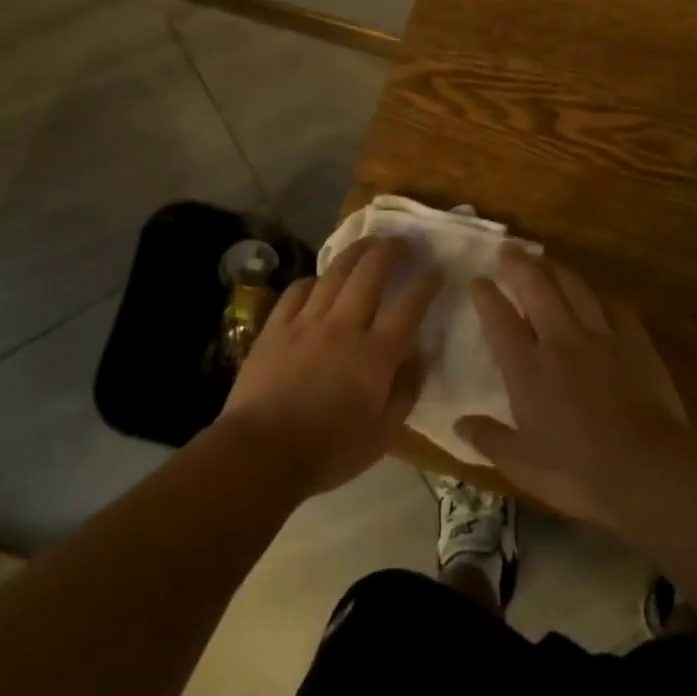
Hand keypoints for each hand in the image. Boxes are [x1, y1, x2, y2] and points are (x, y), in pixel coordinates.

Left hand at [219, 236, 441, 496]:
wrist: (261, 453)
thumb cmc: (329, 451)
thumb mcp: (383, 434)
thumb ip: (407, 390)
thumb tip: (422, 356)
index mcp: (375, 354)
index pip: (409, 306)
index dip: (426, 283)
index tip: (435, 270)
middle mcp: (344, 327)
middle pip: (371, 273)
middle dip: (391, 251)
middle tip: (402, 242)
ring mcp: (307, 323)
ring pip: (335, 273)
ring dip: (356, 252)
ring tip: (368, 242)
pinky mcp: (276, 327)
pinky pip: (298, 291)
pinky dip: (313, 280)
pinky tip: (319, 281)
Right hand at [459, 247, 688, 529]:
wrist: (647, 469)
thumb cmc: (577, 471)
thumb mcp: (522, 465)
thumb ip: (489, 439)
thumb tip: (458, 425)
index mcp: (527, 368)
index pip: (499, 318)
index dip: (486, 295)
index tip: (478, 280)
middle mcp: (559, 340)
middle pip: (536, 287)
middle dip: (519, 264)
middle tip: (509, 249)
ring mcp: (600, 336)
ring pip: (575, 287)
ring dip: (557, 269)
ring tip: (546, 260)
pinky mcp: (635, 341)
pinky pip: (614, 306)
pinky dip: (600, 296)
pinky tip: (597, 295)